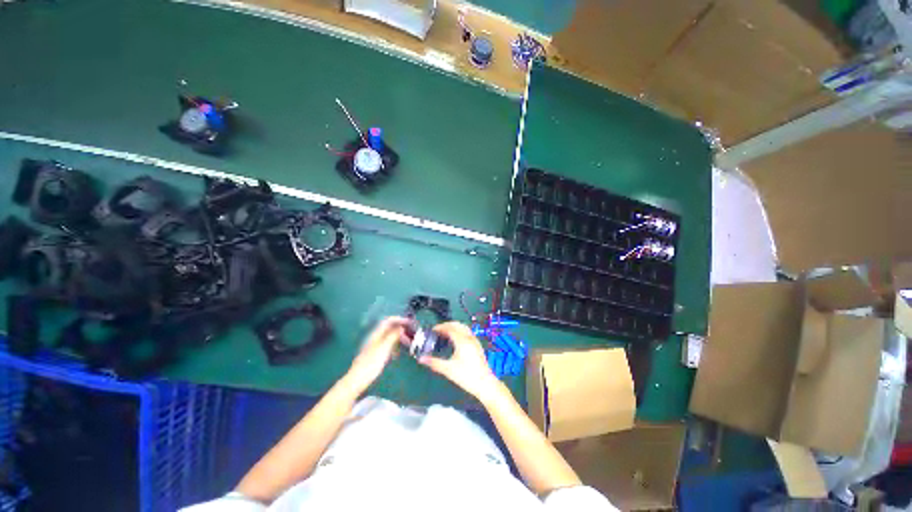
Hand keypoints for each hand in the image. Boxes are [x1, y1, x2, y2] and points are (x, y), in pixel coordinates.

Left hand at [344, 317, 409, 392]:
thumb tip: (401, 327)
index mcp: (376, 334)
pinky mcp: (375, 354)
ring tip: (408, 343)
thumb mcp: (384, 348)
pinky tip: (397, 354)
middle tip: (411, 334)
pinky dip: (394, 346)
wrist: (357, 380)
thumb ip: (393, 336)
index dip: (399, 319)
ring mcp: (374, 346)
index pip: (388, 321)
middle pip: (389, 328)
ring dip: (398, 338)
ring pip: (389, 337)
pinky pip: (387, 346)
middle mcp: (375, 337)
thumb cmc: (371, 364)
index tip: (409, 322)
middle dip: (400, 329)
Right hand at [419, 322, 502, 400]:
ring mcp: (475, 341)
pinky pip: (467, 332)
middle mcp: (469, 337)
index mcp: (462, 340)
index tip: (433, 330)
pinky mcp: (478, 345)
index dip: (441, 327)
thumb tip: (421, 359)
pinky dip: (460, 331)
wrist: (485, 384)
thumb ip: (434, 363)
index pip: (450, 328)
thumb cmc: (466, 376)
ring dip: (454, 327)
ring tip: (445, 333)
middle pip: (457, 325)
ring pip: (464, 327)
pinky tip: (456, 340)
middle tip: (438, 330)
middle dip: (447, 325)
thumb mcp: (448, 370)